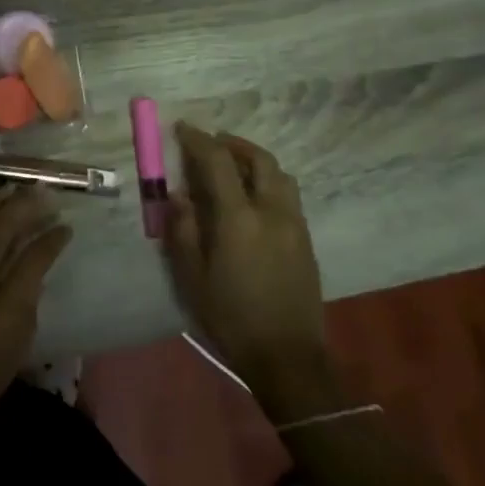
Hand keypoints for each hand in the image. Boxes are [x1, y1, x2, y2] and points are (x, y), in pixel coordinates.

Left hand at [0, 186, 69, 478]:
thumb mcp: (10, 361)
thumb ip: (24, 312)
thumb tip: (30, 277)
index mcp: (1, 312)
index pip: (33, 259)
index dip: (52, 239)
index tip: (65, 228)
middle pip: (0, 228)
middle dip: (25, 206)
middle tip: (43, 194)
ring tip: (11, 190)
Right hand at [163, 124, 330, 407]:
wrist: (287, 356)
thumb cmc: (231, 318)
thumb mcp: (193, 277)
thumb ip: (183, 230)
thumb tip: (178, 195)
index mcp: (239, 218)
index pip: (218, 162)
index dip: (199, 140)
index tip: (183, 128)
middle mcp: (271, 210)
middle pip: (258, 159)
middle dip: (233, 143)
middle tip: (212, 143)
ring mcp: (295, 224)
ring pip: (279, 174)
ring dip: (255, 161)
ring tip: (234, 167)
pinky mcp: (306, 240)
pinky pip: (288, 195)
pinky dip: (268, 182)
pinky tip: (253, 198)